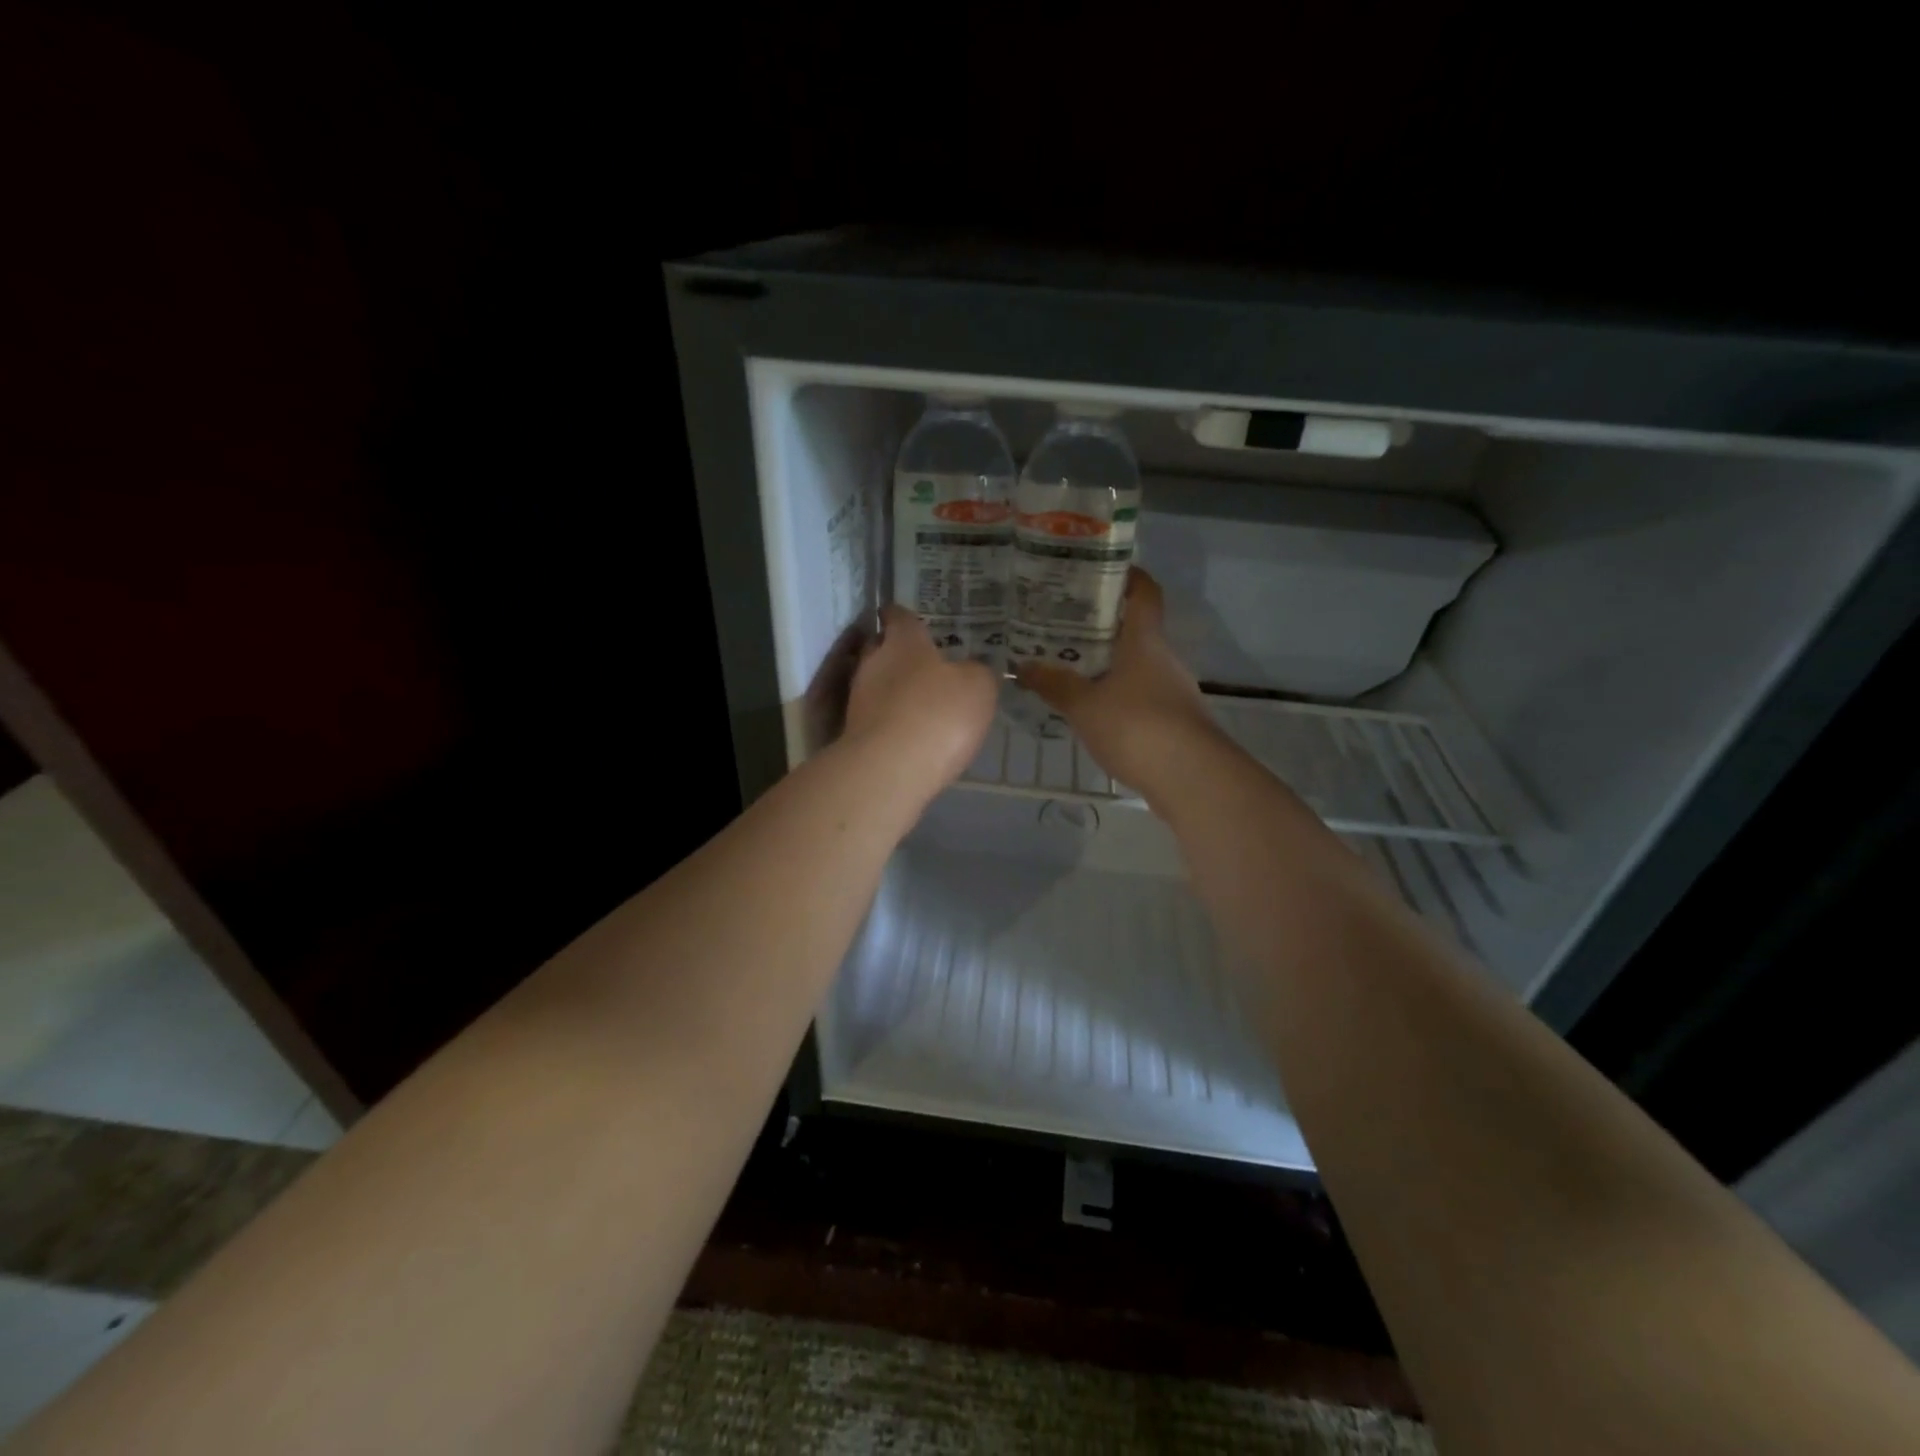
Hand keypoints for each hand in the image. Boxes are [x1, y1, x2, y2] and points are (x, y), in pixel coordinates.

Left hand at [844, 605, 997, 796]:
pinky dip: (888, 719)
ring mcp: (859, 700)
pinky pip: (874, 717)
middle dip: (893, 651)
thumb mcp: (978, 687)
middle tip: (915, 660)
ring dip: (890, 689)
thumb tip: (971, 670)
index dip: (901, 615)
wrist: (891, 769)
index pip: (899, 617)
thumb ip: (976, 673)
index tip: (900, 614)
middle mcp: (874, 663)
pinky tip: (906, 732)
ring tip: (914, 700)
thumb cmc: (939, 713)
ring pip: (873, 683)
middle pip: (879, 648)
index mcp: (903, 642)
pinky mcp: (853, 734)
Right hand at [1015, 567, 1220, 797]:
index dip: (1128, 576)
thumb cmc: (1136, 726)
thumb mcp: (1084, 705)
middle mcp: (1163, 659)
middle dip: (1102, 625)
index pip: (1144, 593)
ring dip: (1108, 665)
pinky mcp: (1174, 721)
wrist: (1191, 777)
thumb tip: (1022, 666)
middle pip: (1136, 630)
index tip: (1099, 570)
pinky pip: (1140, 696)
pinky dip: (1117, 696)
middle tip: (1062, 625)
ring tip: (1069, 668)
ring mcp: (1173, 691)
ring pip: (1137, 666)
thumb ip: (1054, 684)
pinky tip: (1093, 711)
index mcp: (1144, 641)